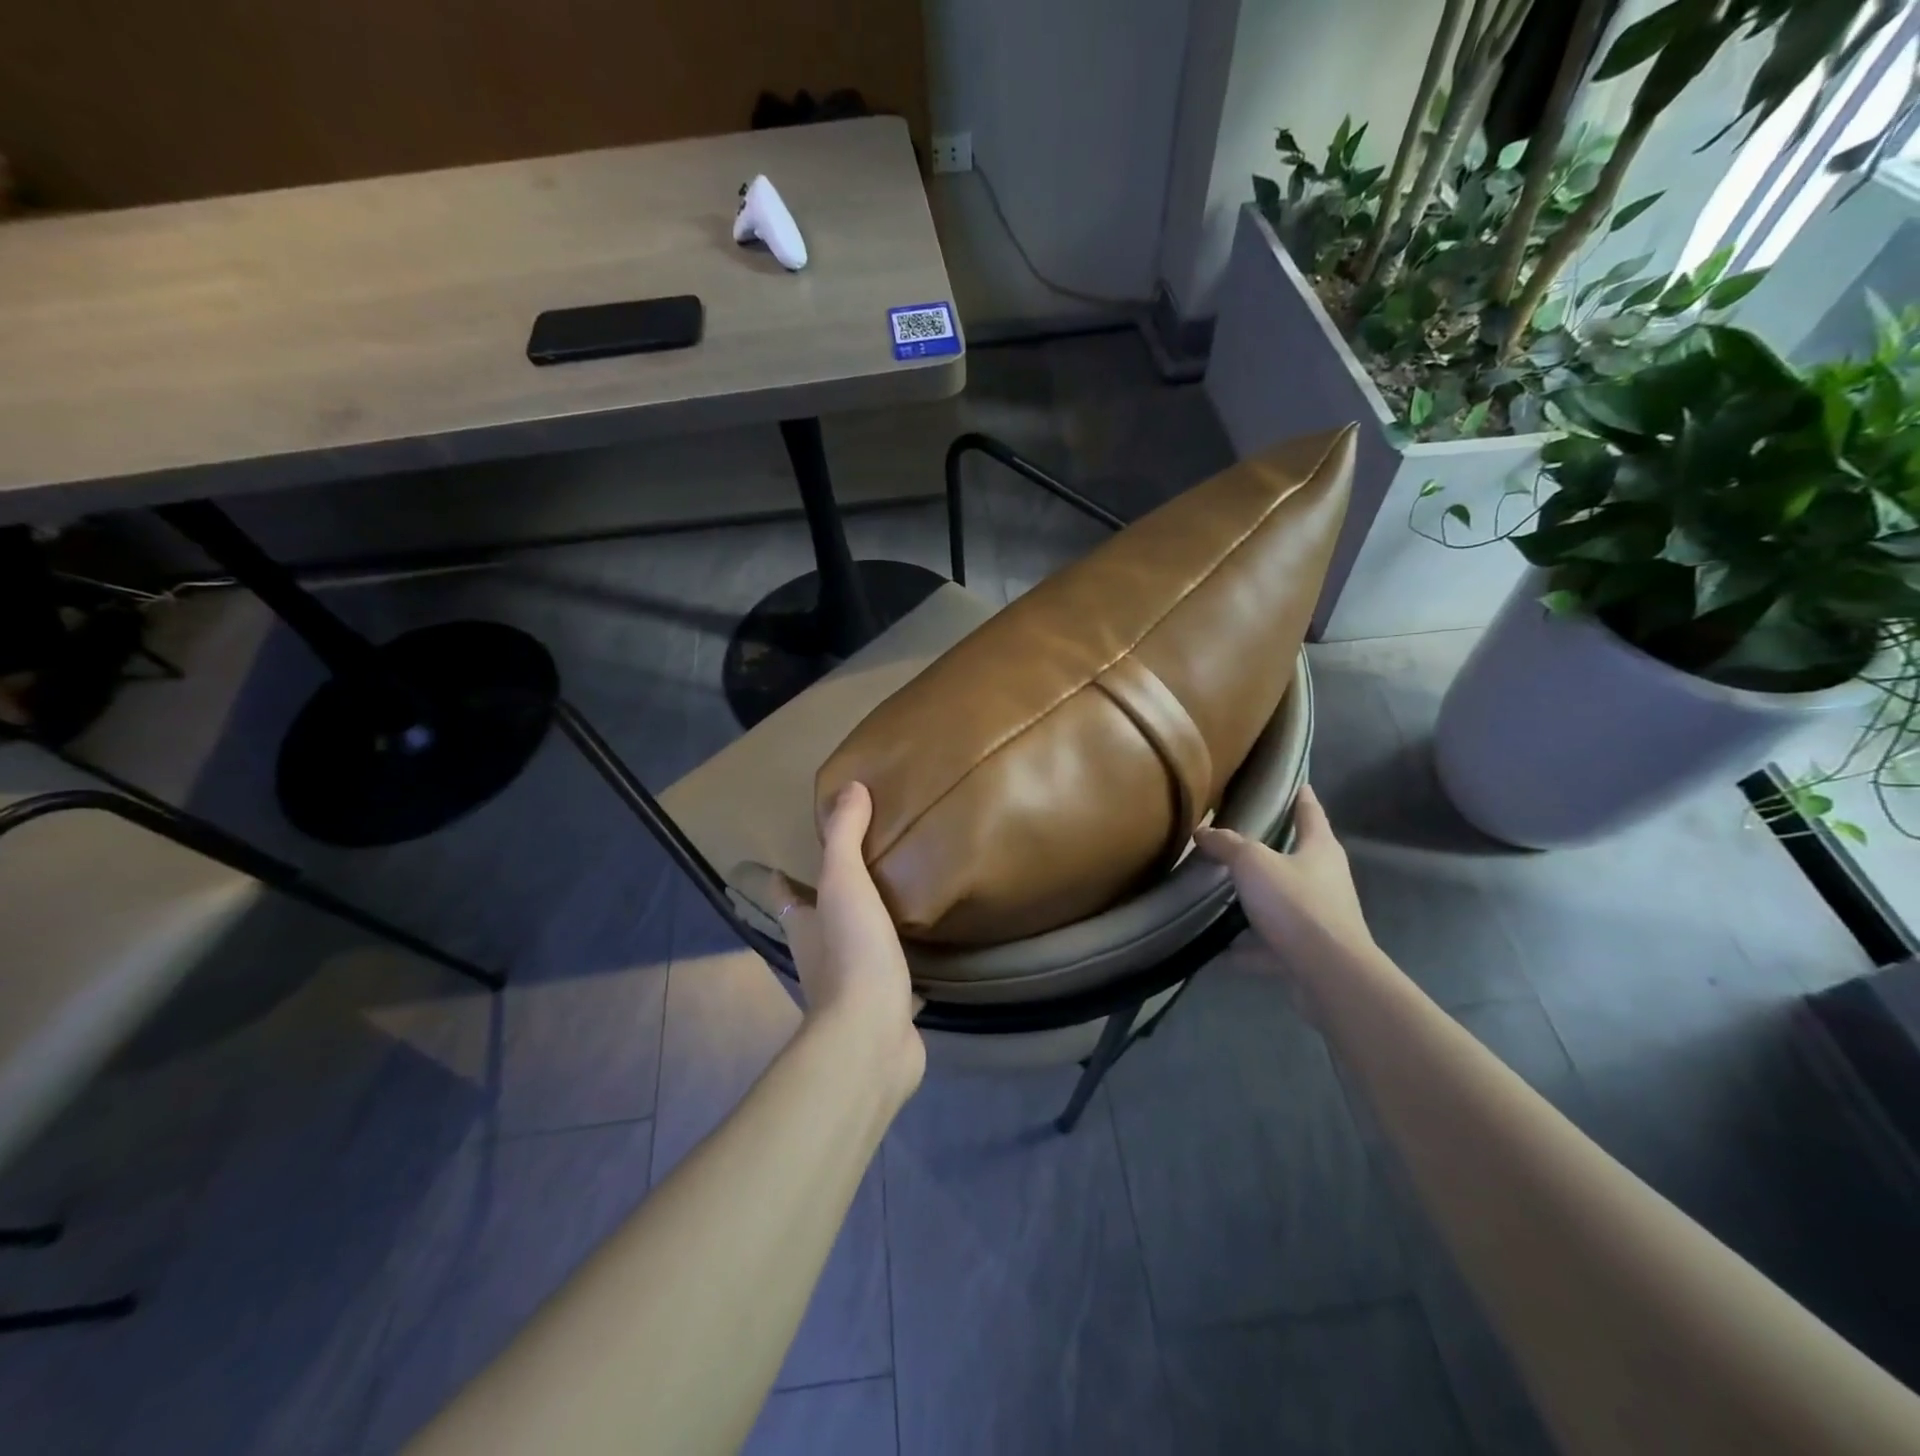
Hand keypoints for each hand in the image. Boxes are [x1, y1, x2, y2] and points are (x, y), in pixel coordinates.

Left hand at [776, 783, 924, 1101]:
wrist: (872, 1036)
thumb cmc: (851, 952)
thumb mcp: (845, 883)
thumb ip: (845, 837)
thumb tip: (849, 788)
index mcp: (804, 926)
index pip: (784, 895)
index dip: (780, 879)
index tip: (781, 862)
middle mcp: (820, 956)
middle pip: (818, 921)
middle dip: (827, 901)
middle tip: (855, 871)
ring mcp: (852, 986)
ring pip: (854, 948)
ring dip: (864, 930)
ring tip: (892, 902)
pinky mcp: (884, 1007)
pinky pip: (890, 976)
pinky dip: (898, 963)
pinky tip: (922, 951)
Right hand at [1194, 785, 1373, 964]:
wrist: (1328, 973)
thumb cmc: (1296, 904)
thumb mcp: (1252, 863)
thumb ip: (1227, 845)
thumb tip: (1203, 831)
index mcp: (1320, 849)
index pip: (1310, 811)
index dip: (1301, 796)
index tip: (1295, 783)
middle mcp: (1326, 879)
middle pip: (1297, 856)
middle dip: (1271, 849)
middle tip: (1239, 837)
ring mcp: (1319, 918)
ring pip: (1282, 901)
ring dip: (1257, 900)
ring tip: (1222, 894)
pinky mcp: (1307, 951)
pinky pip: (1270, 944)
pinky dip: (1246, 947)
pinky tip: (1217, 950)